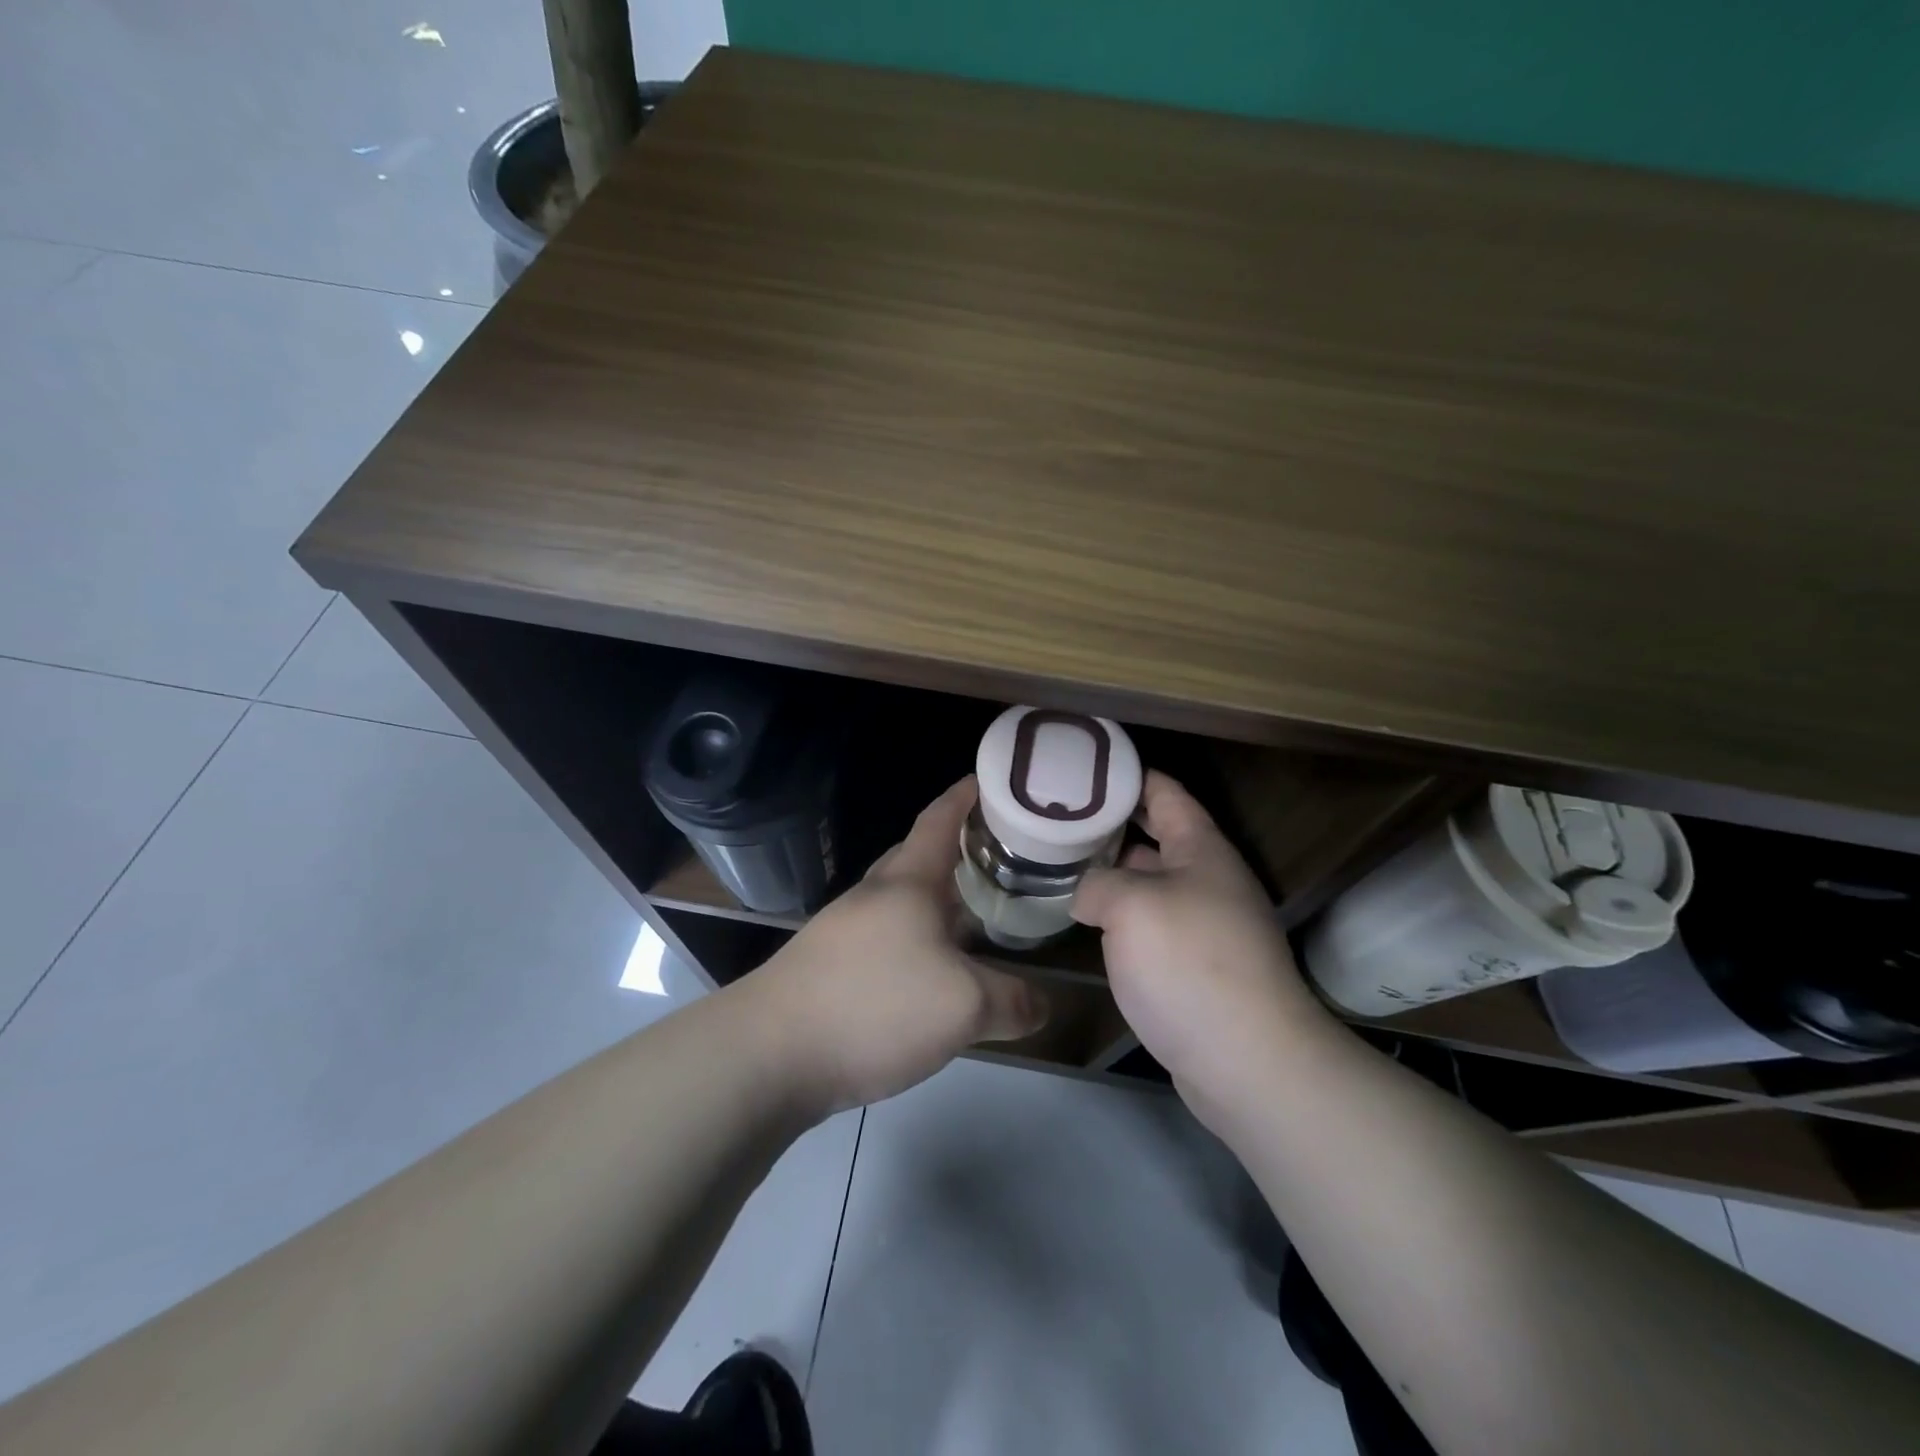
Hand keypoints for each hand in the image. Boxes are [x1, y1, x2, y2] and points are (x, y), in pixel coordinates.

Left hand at [751, 778, 1049, 1113]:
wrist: (768, 1054)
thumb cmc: (874, 1005)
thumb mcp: (963, 1006)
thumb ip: (1011, 1001)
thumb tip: (1043, 1005)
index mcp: (907, 882)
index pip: (940, 819)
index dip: (967, 795)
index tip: (996, 780)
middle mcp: (874, 896)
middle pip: (918, 857)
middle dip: (957, 851)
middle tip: (1002, 859)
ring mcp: (844, 931)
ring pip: (902, 902)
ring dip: (937, 902)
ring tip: (977, 917)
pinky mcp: (828, 967)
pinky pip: (886, 939)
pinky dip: (917, 941)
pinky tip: (932, 974)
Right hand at [1072, 772, 1335, 1120]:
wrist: (1247, 1061)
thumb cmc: (1190, 963)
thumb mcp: (1131, 906)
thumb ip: (1097, 884)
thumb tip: (1086, 895)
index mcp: (1201, 850)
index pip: (1164, 792)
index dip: (1126, 775)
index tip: (1082, 767)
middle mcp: (1206, 880)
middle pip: (1153, 837)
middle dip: (1107, 826)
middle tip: (1053, 820)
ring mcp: (1201, 924)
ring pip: (1147, 884)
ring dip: (1109, 876)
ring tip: (1058, 866)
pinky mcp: (1192, 965)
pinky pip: (1148, 925)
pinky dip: (1118, 917)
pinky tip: (1083, 921)